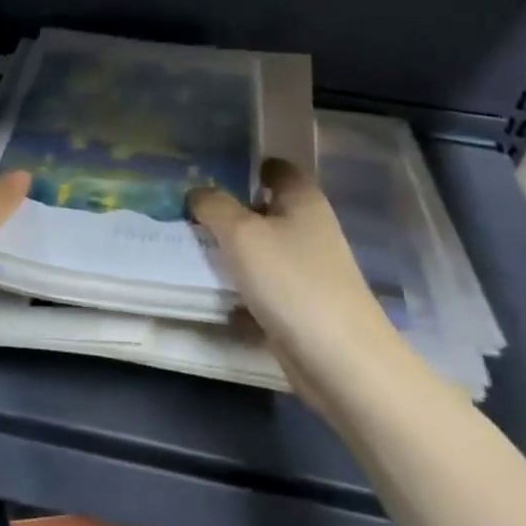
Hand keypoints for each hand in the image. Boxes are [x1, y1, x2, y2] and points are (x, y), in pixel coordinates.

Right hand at [189, 160, 396, 377]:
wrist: (339, 360)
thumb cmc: (291, 281)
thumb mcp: (242, 234)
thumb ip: (215, 206)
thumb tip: (197, 192)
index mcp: (303, 200)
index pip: (275, 168)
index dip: (245, 165)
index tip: (207, 171)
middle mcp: (309, 228)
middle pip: (264, 208)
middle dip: (228, 209)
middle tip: (185, 209)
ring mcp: (307, 269)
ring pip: (261, 249)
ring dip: (231, 250)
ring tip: (188, 246)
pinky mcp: (300, 305)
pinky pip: (262, 286)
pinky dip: (239, 287)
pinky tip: (211, 291)